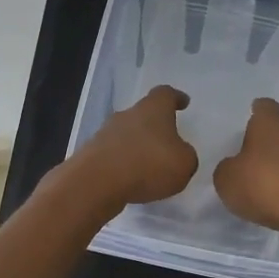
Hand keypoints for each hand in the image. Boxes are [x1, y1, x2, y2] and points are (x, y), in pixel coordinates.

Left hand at [77, 84, 198, 206]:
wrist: (96, 183)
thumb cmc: (148, 165)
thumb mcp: (184, 163)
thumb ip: (186, 156)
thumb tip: (180, 154)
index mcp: (153, 109)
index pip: (166, 94)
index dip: (176, 98)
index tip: (183, 102)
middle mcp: (128, 115)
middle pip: (144, 114)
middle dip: (155, 126)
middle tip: (168, 141)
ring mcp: (106, 133)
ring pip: (127, 134)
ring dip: (138, 146)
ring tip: (150, 166)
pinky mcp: (92, 154)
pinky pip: (114, 154)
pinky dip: (124, 164)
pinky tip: (132, 180)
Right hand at [212, 97, 278, 234]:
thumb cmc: (264, 184)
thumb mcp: (227, 179)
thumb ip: (228, 168)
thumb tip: (234, 167)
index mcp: (270, 123)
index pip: (264, 107)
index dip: (257, 113)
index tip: (250, 120)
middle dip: (270, 142)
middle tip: (253, 159)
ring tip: (267, 184)